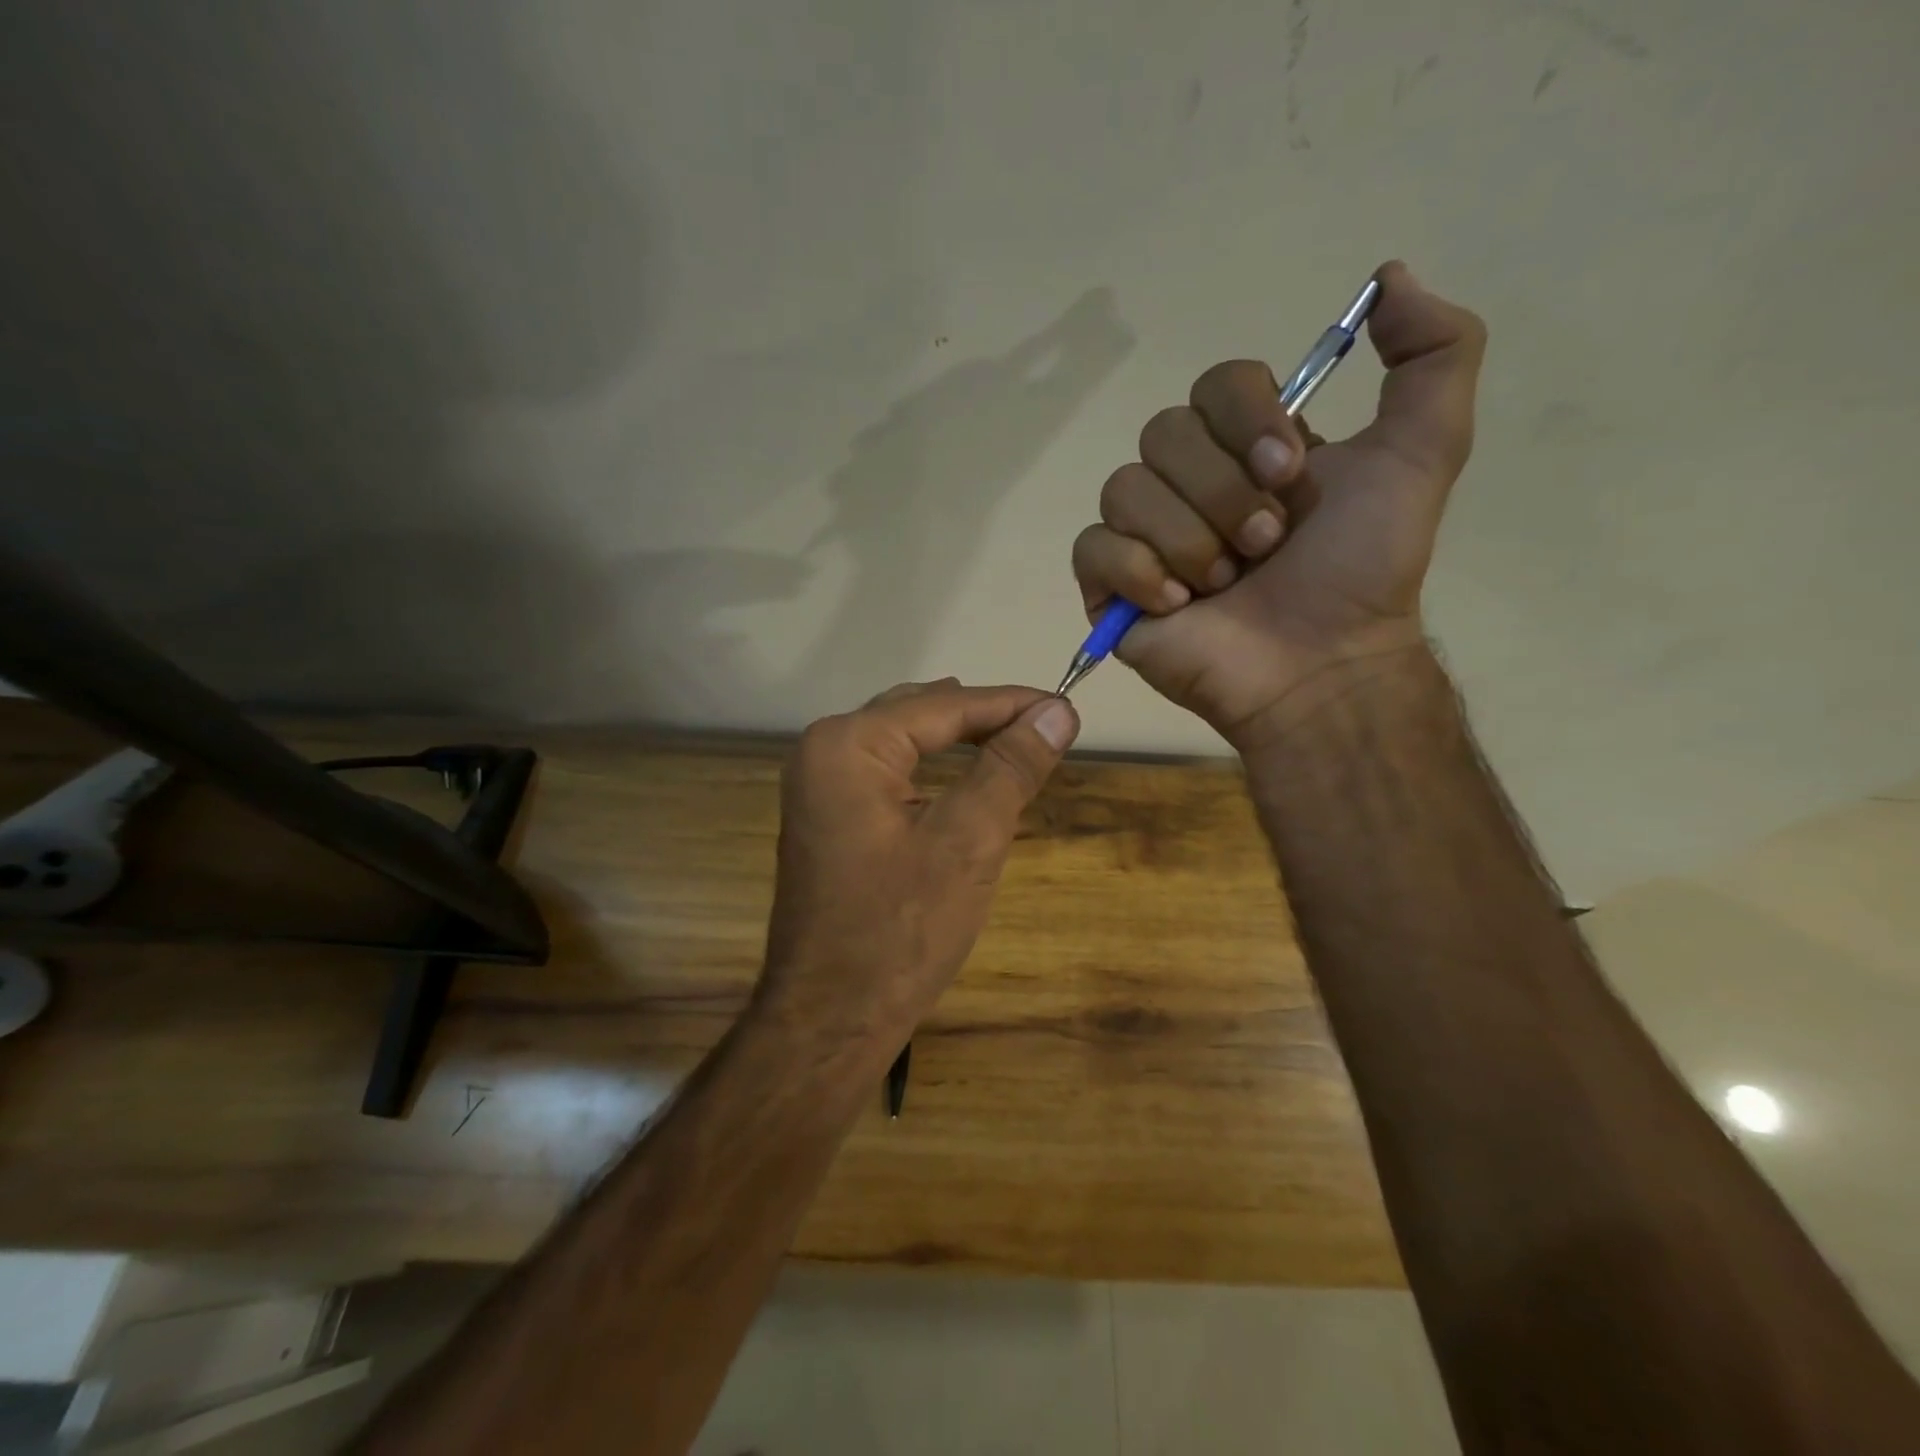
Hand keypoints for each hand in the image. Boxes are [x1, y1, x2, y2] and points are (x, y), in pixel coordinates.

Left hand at [756, 679, 1078, 1049]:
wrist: (831, 1020)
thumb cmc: (901, 929)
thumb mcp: (969, 840)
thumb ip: (1011, 766)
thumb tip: (1057, 711)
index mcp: (848, 744)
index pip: (944, 704)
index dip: (1010, 703)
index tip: (1066, 706)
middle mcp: (823, 751)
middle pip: (919, 714)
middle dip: (984, 719)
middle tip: (1046, 729)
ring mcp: (818, 786)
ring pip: (902, 742)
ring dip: (958, 743)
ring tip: (1015, 746)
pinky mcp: (826, 818)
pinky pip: (887, 774)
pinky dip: (932, 771)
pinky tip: (964, 782)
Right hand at [1070, 261, 1485, 746]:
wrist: (1322, 664)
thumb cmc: (1364, 569)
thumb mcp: (1424, 452)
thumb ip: (1434, 354)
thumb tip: (1390, 275)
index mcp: (1247, 447)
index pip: (1214, 384)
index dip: (1245, 419)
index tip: (1289, 474)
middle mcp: (1189, 482)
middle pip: (1162, 433)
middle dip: (1222, 492)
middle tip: (1265, 546)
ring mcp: (1144, 535)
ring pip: (1124, 488)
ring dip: (1188, 539)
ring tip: (1225, 584)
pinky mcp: (1109, 586)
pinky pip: (1093, 546)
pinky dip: (1138, 571)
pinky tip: (1176, 604)